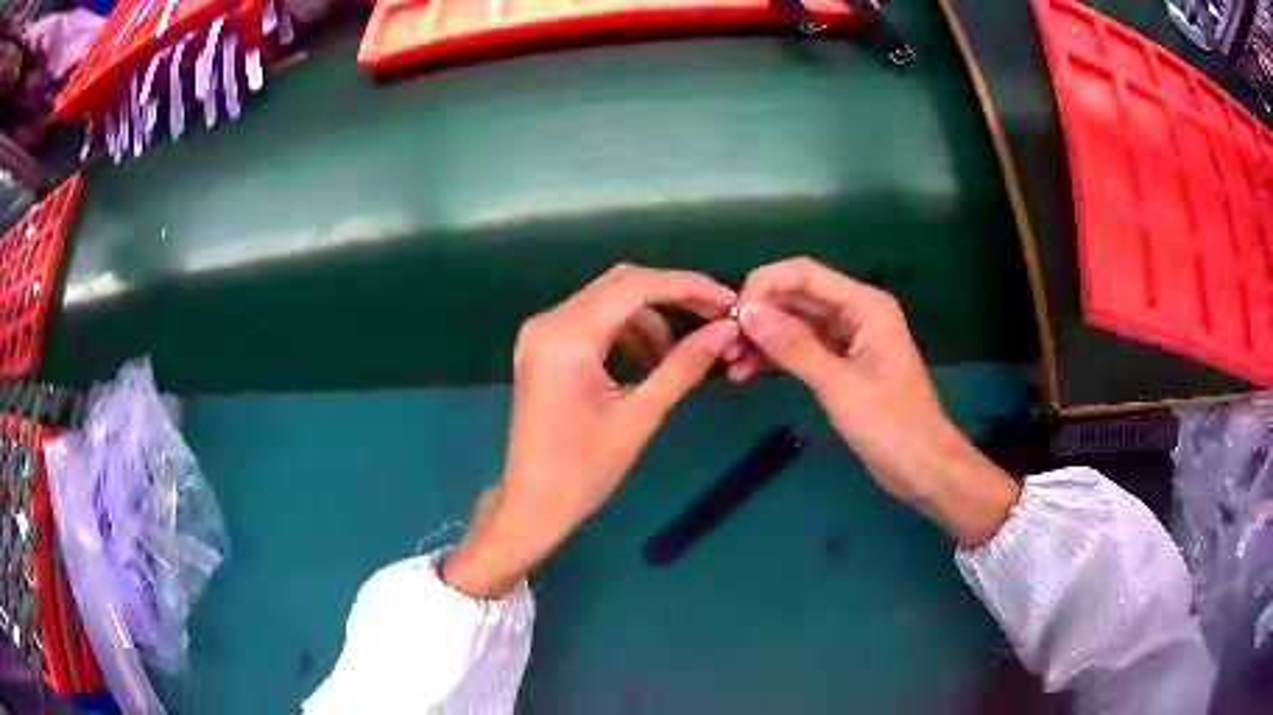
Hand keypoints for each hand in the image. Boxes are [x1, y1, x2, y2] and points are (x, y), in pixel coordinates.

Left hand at [443, 264, 738, 597]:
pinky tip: (648, 360)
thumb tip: (725, 330)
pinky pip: (591, 321)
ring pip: (606, 300)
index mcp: (568, 337)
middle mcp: (549, 322)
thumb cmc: (584, 471)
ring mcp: (540, 333)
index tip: (727, 301)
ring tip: (680, 354)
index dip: (687, 286)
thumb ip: (683, 366)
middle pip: (620, 283)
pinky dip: (624, 331)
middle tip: (713, 317)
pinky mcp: (542, 346)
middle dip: (671, 295)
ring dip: (648, 318)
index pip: (636, 287)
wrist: (533, 504)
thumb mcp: (640, 417)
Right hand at [729, 258, 1019, 545]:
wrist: (922, 466)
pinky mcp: (842, 364)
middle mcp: (855, 312)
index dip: (764, 285)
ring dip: (764, 338)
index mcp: (864, 305)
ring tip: (731, 364)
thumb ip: (793, 346)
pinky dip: (777, 358)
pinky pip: (802, 349)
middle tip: (724, 343)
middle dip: (760, 314)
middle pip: (797, 297)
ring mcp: (848, 339)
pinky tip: (749, 373)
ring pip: (796, 324)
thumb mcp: (838, 385)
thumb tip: (746, 312)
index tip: (732, 315)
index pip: (804, 274)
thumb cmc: (890, 423)